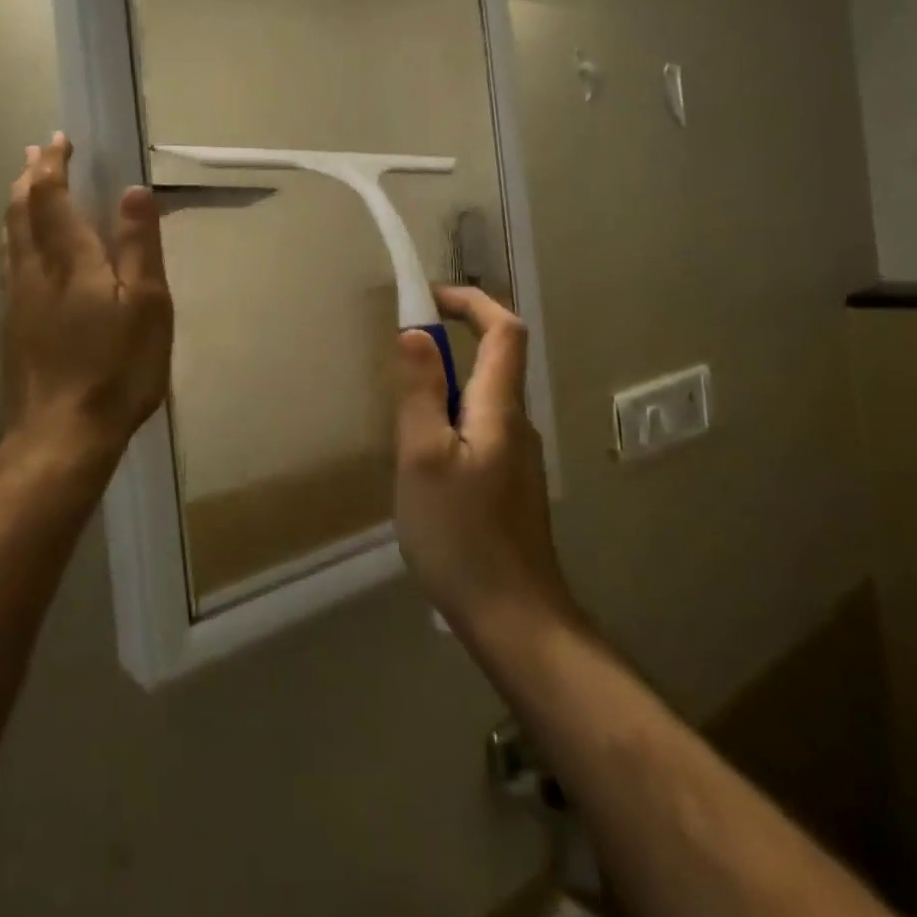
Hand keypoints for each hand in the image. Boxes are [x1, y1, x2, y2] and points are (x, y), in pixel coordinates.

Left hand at [0, 134, 172, 476]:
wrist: (60, 436)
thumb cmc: (116, 370)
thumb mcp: (147, 307)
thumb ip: (138, 246)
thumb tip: (133, 190)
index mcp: (71, 261)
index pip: (52, 198)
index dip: (53, 166)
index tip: (58, 140)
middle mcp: (34, 271)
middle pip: (21, 211)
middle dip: (29, 177)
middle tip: (35, 152)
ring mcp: (16, 300)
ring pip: (8, 237)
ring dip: (15, 203)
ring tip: (20, 186)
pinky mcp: (10, 326)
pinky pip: (6, 263)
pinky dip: (11, 237)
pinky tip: (16, 249)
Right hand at [393, 286, 573, 637]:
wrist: (514, 619)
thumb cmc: (461, 534)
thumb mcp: (423, 457)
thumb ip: (421, 391)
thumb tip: (417, 332)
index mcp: (500, 408)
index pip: (504, 330)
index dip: (472, 301)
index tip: (428, 296)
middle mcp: (517, 424)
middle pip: (494, 362)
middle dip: (449, 345)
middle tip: (398, 362)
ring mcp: (518, 458)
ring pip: (482, 401)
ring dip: (445, 390)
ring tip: (401, 423)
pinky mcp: (509, 486)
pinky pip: (480, 432)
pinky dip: (450, 423)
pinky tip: (422, 465)